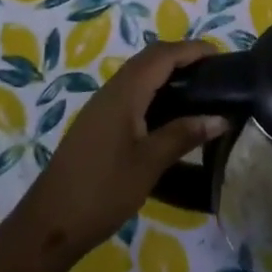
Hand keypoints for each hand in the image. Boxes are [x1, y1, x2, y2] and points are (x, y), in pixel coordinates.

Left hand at [13, 40, 226, 260]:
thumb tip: (220, 118)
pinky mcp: (97, 124)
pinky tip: (168, 112)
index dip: (192, 49)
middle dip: (181, 56)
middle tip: (213, 71)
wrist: (50, 222)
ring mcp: (101, 107)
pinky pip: (130, 92)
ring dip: (166, 71)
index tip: (221, 55)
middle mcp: (111, 91)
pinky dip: (154, 89)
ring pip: (138, 75)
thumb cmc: (102, 190)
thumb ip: (183, 135)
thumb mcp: (149, 164)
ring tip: (198, 88)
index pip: (162, 56)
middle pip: (149, 59)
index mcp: (124, 93)